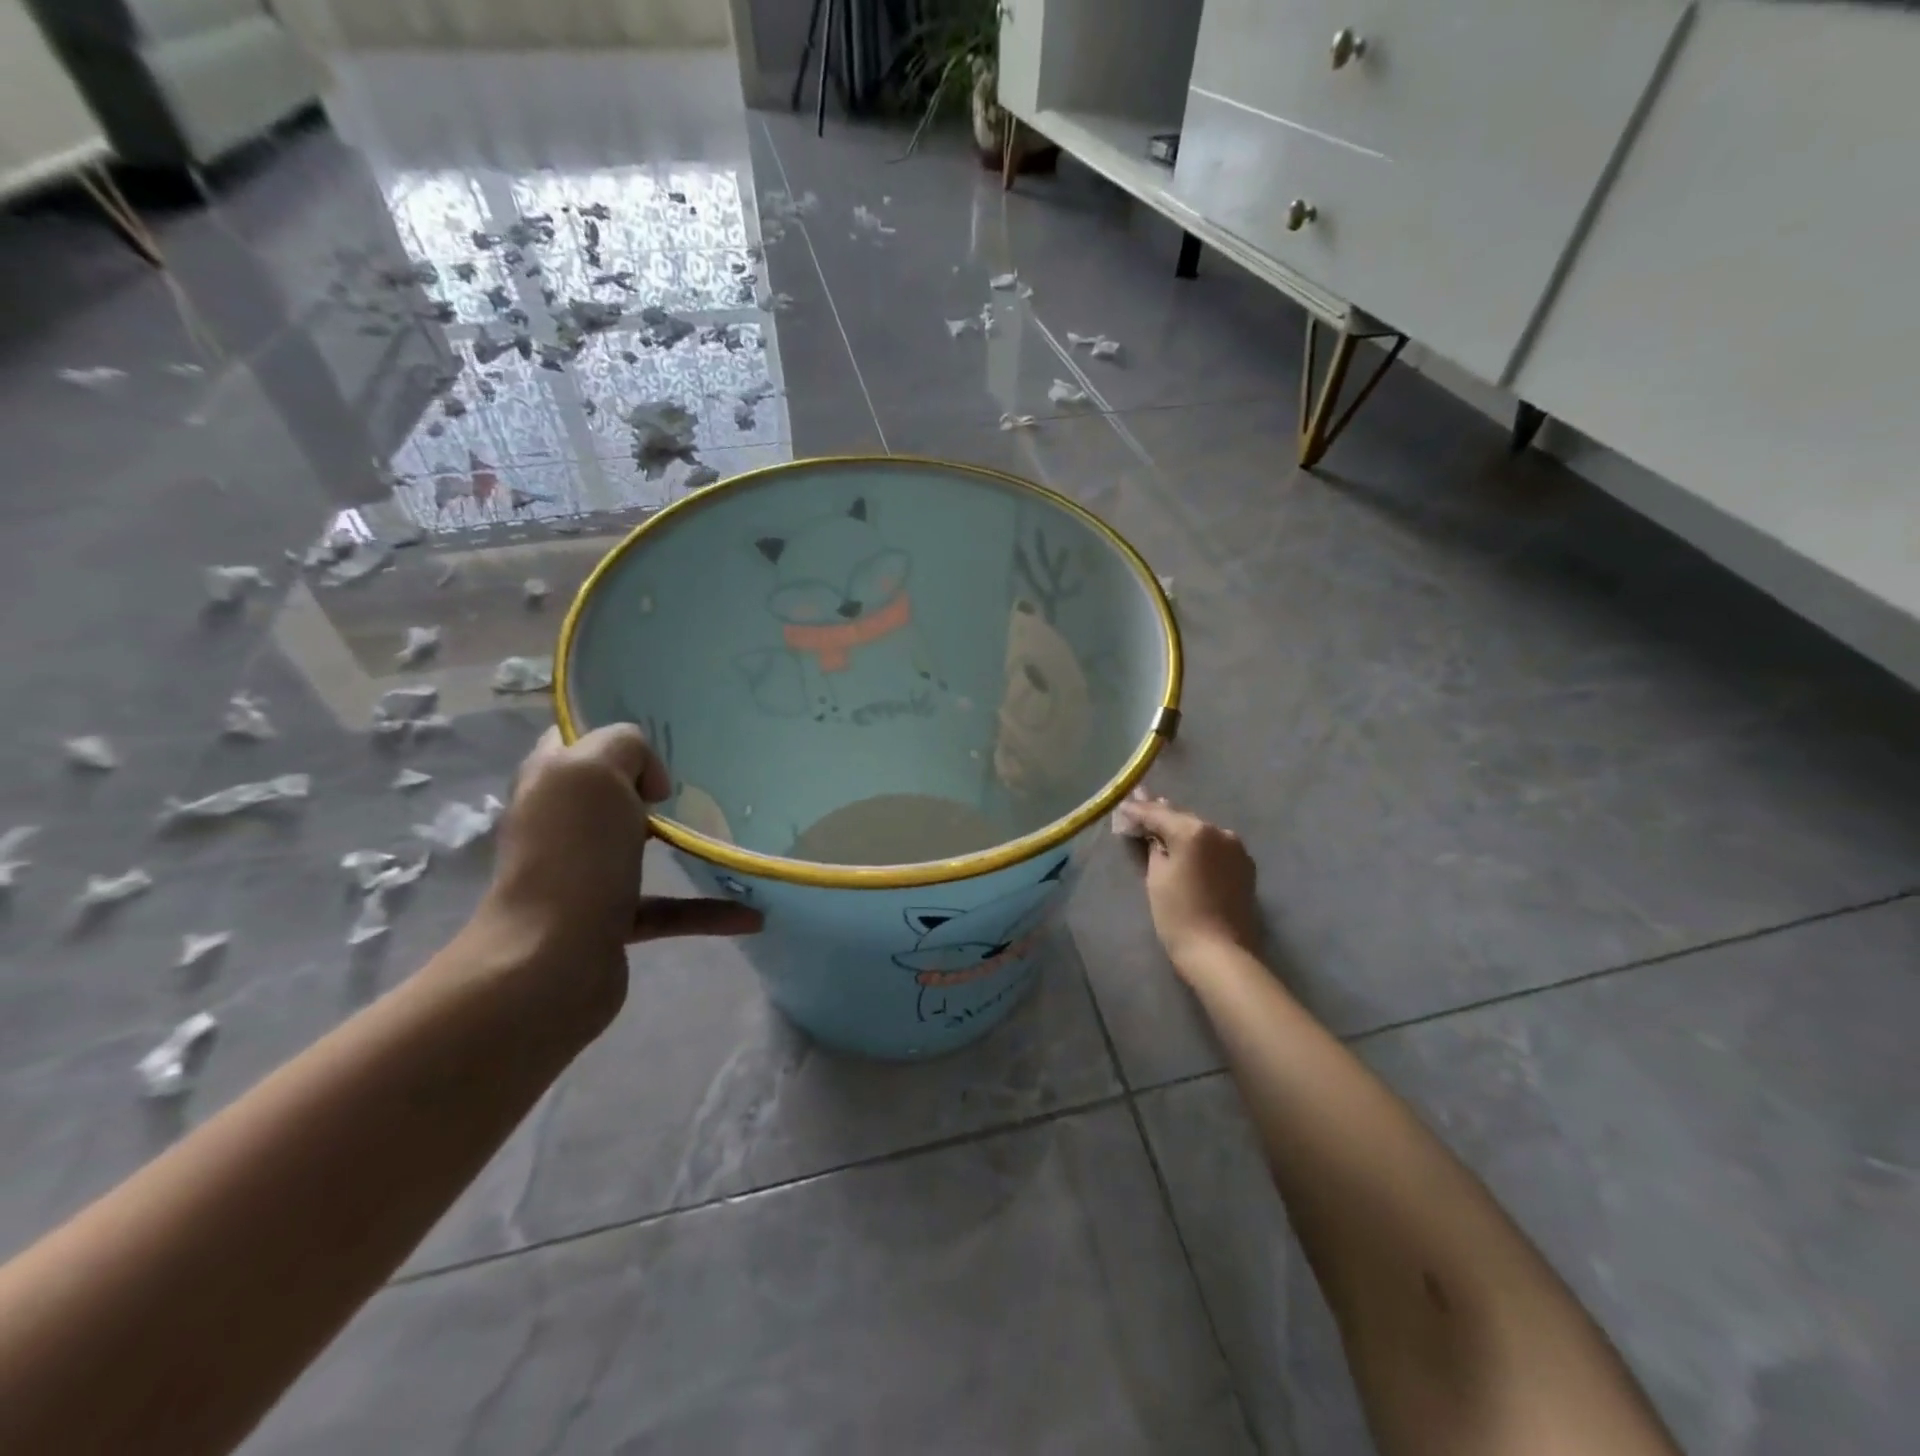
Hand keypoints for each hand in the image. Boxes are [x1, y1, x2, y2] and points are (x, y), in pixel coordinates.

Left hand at [466, 725, 762, 1026]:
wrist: (549, 964)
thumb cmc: (574, 855)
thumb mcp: (595, 770)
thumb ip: (624, 746)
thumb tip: (649, 781)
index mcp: (551, 781)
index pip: (575, 738)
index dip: (615, 732)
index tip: (666, 740)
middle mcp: (563, 825)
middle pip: (612, 792)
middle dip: (656, 786)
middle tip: (705, 783)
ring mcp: (585, 875)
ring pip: (641, 847)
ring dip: (686, 844)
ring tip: (733, 836)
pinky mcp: (609, 921)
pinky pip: (668, 908)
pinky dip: (707, 910)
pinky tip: (752, 915)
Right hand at [1122, 797, 1260, 977]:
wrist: (1221, 954)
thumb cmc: (1179, 915)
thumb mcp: (1156, 877)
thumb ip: (1152, 846)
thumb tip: (1150, 831)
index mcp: (1193, 831)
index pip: (1158, 814)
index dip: (1137, 810)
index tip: (1122, 804)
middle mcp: (1219, 831)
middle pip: (1182, 818)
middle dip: (1160, 815)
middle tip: (1138, 807)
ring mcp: (1236, 848)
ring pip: (1200, 831)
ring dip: (1181, 829)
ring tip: (1160, 827)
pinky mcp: (1245, 865)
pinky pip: (1215, 846)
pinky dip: (1199, 845)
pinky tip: (1187, 848)